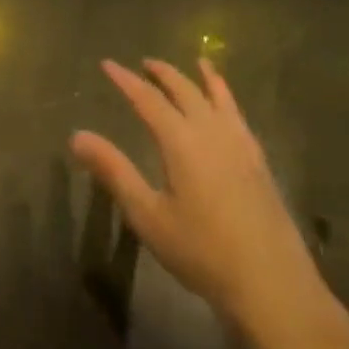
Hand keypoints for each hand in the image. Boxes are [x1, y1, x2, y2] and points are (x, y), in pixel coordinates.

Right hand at [72, 57, 344, 348]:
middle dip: (163, 74)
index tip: (108, 64)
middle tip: (145, 63)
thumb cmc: (201, 252)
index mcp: (181, 142)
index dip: (126, 81)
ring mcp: (241, 146)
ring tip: (198, 62)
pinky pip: (240, 116)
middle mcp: (212, 133)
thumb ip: (114, 171)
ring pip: (219, 99)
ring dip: (202, 78)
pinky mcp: (259, 163)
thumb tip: (77, 136)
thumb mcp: (147, 215)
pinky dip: (229, 100)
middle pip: (185, 91)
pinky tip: (228, 109)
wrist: (272, 285)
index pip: (148, 99)